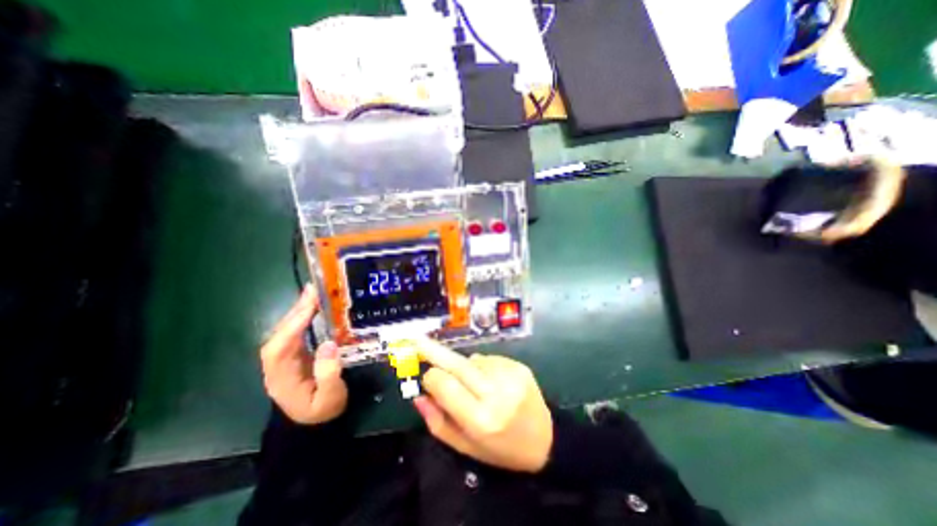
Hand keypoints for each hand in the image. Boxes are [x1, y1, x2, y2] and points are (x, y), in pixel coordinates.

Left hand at [258, 285, 346, 423]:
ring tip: (314, 292)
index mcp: (281, 378)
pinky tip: (314, 307)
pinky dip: (304, 318)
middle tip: (314, 290)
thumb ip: (328, 374)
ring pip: (287, 331)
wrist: (315, 423)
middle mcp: (278, 366)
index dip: (293, 326)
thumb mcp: (330, 398)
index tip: (311, 307)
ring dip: (299, 311)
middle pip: (280, 334)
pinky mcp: (295, 354)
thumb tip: (328, 344)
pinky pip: (297, 332)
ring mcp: (285, 359)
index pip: (279, 348)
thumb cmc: (323, 411)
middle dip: (296, 311)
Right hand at [410, 340, 555, 474]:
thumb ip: (438, 422)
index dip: (431, 378)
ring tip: (476, 386)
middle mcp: (497, 393)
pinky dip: (482, 367)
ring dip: (465, 368)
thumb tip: (418, 395)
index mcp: (482, 419)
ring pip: (472, 360)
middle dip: (433, 350)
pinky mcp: (519, 365)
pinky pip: (488, 359)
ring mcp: (510, 375)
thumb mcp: (466, 447)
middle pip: (457, 364)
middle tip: (415, 339)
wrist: (546, 439)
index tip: (427, 379)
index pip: (445, 385)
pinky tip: (491, 381)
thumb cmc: (501, 449)